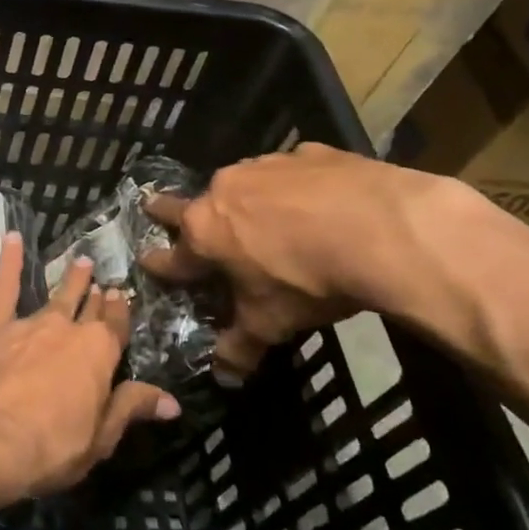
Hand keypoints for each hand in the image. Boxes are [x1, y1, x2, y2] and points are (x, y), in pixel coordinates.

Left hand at [0, 232, 180, 501]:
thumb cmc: (54, 446)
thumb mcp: (102, 437)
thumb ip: (133, 408)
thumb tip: (172, 401)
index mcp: (100, 354)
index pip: (116, 327)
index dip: (120, 312)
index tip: (122, 296)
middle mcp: (70, 330)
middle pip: (88, 309)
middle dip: (98, 296)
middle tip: (103, 280)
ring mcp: (32, 325)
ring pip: (56, 297)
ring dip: (70, 280)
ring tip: (81, 262)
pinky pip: (5, 289)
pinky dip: (9, 261)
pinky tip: (10, 236)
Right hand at [142, 143, 481, 378]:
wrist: (381, 229)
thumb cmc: (308, 281)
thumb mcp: (272, 323)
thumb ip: (241, 346)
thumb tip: (224, 377)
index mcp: (205, 233)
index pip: (172, 256)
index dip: (160, 264)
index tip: (146, 260)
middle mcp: (223, 192)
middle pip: (189, 204)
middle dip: (169, 210)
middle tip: (154, 206)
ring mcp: (265, 166)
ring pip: (241, 184)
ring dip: (243, 200)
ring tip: (263, 216)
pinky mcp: (308, 153)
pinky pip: (290, 171)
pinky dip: (294, 187)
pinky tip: (318, 200)